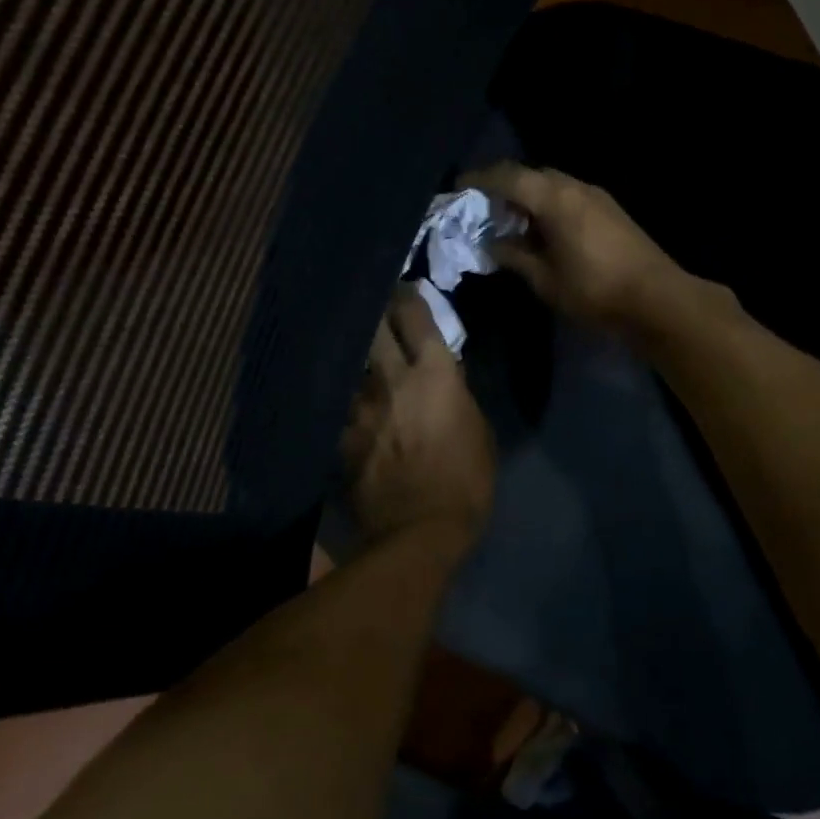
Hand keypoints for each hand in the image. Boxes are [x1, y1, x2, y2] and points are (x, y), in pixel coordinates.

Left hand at [340, 286, 495, 546]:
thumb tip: (445, 375)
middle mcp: (392, 378)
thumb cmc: (466, 480)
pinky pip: (340, 404)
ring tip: (352, 345)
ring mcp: (360, 405)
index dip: (408, 296)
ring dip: (355, 352)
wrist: (419, 530)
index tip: (404, 288)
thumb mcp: (479, 430)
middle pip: (374, 326)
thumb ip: (457, 393)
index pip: (415, 315)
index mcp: (434, 373)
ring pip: (351, 361)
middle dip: (373, 309)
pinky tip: (342, 397)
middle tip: (372, 303)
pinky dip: (343, 396)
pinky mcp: (341, 434)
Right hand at [460, 163, 693, 336]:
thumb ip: (514, 256)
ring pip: (552, 185)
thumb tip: (491, 243)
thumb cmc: (595, 290)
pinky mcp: (610, 210)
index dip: (479, 180)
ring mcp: (597, 196)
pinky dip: (547, 205)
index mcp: (556, 199)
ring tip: (509, 223)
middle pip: (531, 175)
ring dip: (527, 197)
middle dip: (503, 187)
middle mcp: (576, 187)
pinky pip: (568, 196)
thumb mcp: (545, 279)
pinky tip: (541, 231)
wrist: (656, 298)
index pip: (508, 177)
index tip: (458, 187)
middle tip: (482, 209)